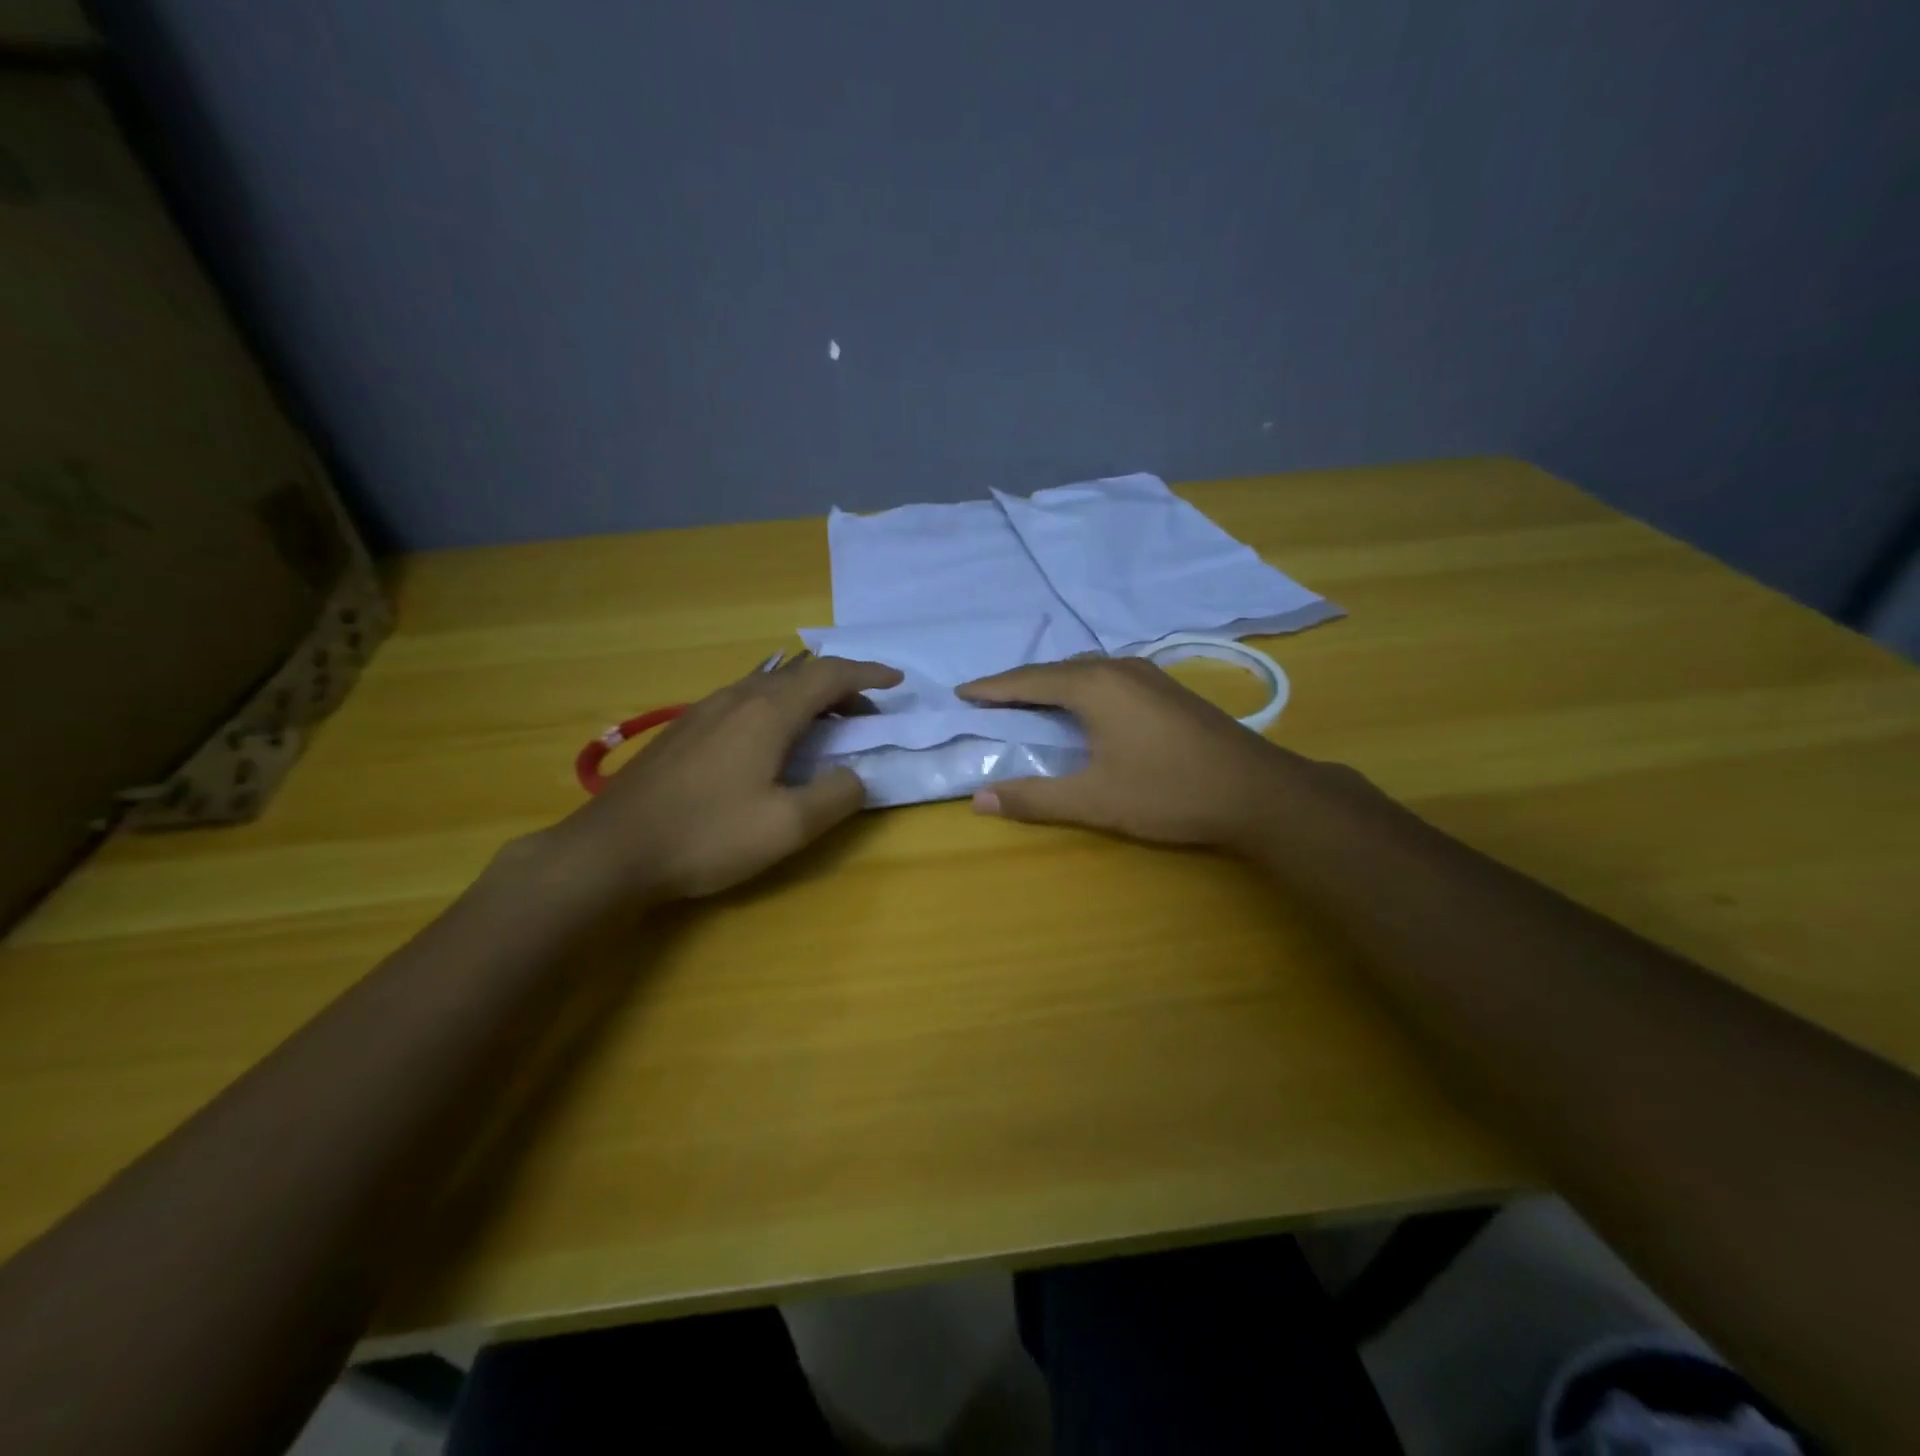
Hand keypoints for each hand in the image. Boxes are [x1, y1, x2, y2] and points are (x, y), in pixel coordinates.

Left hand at [550, 655, 901, 902]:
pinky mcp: (685, 729)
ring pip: (770, 686)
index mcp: (768, 713)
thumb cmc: (707, 835)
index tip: (897, 680)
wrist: (612, 849)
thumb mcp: (787, 827)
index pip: (830, 675)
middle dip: (842, 687)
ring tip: (827, 726)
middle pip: (801, 675)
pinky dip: (778, 707)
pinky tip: (772, 741)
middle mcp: (738, 698)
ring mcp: (705, 710)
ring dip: (808, 698)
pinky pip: (746, 700)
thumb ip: (835, 796)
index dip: (868, 674)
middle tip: (868, 715)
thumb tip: (857, 775)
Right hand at [957, 656, 1319, 852]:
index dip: (992, 689)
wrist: (1258, 790)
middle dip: (1018, 684)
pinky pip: (1107, 677)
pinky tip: (1083, 708)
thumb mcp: (1095, 801)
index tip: (961, 693)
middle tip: (988, 701)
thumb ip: (1034, 798)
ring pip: (1084, 670)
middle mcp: (1118, 668)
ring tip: (1027, 702)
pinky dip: (1080, 688)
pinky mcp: (1167, 688)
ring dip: (1051, 684)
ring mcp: (1148, 674)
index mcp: (1094, 686)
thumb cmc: (1169, 792)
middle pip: (1055, 670)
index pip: (1028, 681)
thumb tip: (978, 800)